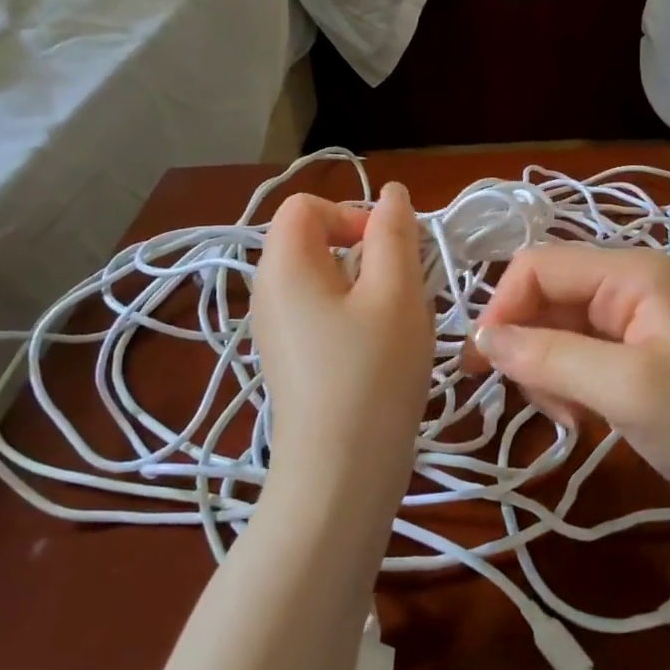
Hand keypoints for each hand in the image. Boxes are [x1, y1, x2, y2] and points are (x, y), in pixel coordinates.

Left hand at [251, 185, 434, 516]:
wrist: (340, 474)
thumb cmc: (372, 373)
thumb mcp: (395, 293)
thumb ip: (395, 234)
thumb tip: (392, 195)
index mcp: (283, 265)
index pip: (307, 206)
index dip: (352, 213)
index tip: (389, 252)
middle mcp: (267, 291)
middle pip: (314, 241)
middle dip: (365, 252)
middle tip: (402, 290)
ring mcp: (275, 329)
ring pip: (324, 280)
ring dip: (367, 287)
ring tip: (397, 324)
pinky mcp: (290, 360)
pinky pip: (321, 314)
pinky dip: (354, 317)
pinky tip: (381, 352)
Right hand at [467, 244, 669, 529]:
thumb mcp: (627, 388)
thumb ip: (550, 356)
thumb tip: (480, 337)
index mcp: (629, 272)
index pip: (537, 267)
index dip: (503, 309)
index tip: (484, 366)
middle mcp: (626, 286)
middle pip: (544, 298)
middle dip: (526, 346)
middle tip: (534, 402)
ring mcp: (631, 324)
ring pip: (554, 331)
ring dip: (545, 373)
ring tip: (568, 418)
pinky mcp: (633, 358)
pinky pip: (576, 359)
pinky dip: (565, 388)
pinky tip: (581, 420)